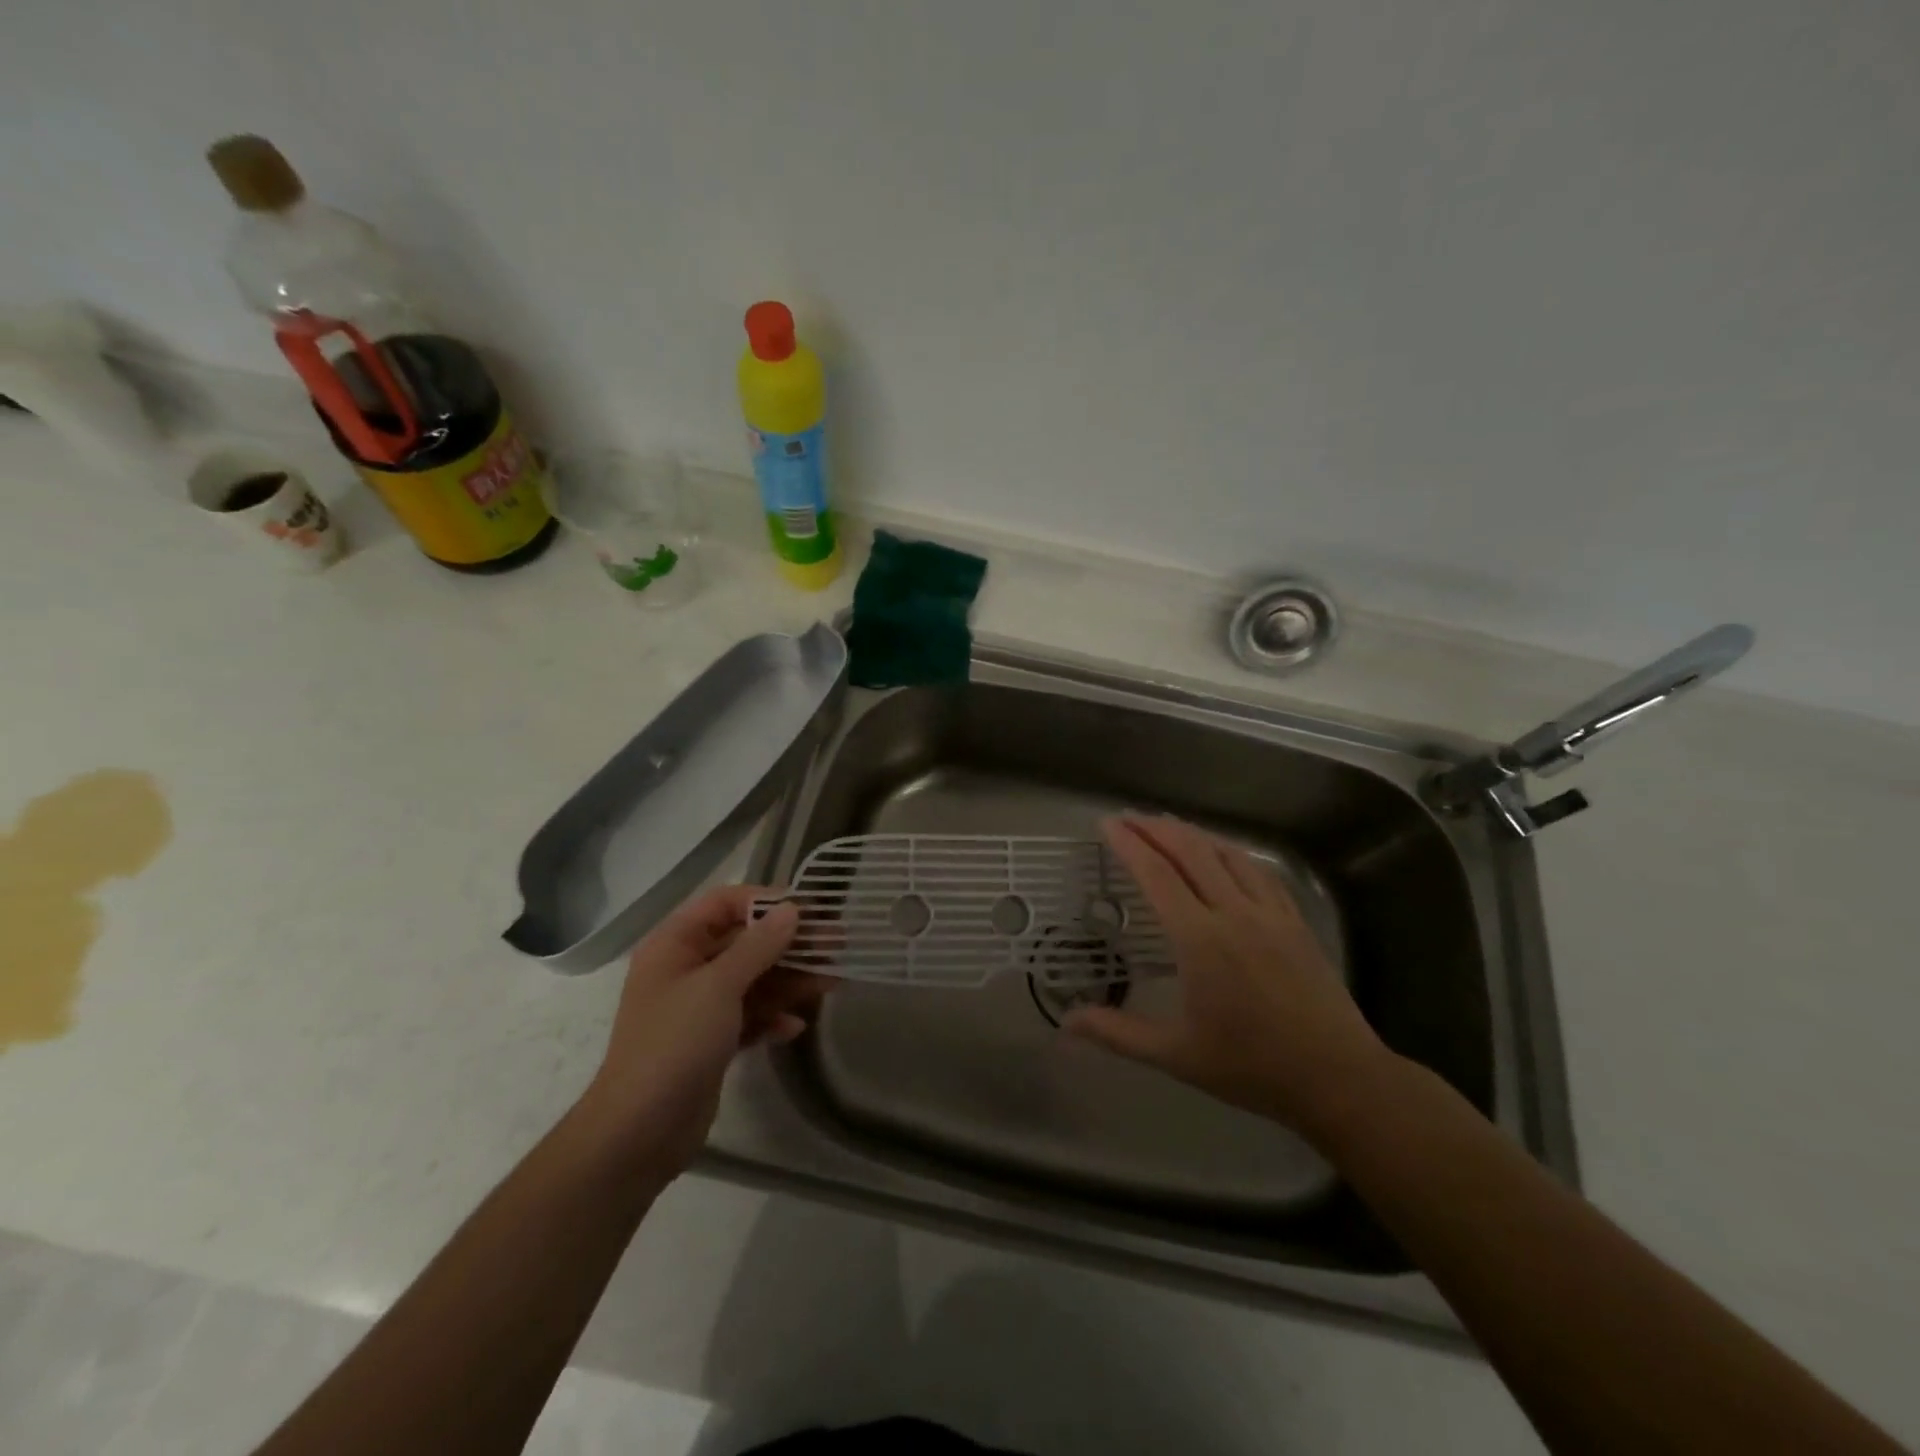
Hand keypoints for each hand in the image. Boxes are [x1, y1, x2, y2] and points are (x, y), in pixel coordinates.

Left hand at [578, 887, 825, 1169]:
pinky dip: (773, 1017)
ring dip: (790, 980)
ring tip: (832, 982)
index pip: (723, 903)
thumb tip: (792, 909)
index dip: (765, 901)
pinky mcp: (712, 1041)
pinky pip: (750, 1015)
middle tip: (836, 943)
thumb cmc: (674, 1044)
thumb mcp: (719, 987)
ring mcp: (699, 1007)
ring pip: (753, 979)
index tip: (808, 909)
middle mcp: (686, 968)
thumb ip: (758, 946)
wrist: (639, 1132)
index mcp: (675, 944)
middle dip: (789, 943)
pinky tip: (796, 1026)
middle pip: (745, 942)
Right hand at [1065, 816, 1391, 1140]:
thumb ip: (1118, 1034)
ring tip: (1167, 825)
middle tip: (1129, 817)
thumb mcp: (1177, 1055)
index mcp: (1200, 940)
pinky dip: (1232, 852)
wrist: (1337, 1077)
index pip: (1157, 876)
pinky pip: (1259, 871)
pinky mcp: (1295, 921)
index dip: (1130, 845)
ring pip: (1227, 855)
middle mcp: (1234, 914)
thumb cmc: (1251, 1067)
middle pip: (1191, 852)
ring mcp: (1270, 914)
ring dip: (1193, 834)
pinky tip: (1224, 853)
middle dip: (1156, 829)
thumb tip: (1066, 1023)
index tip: (1108, 825)